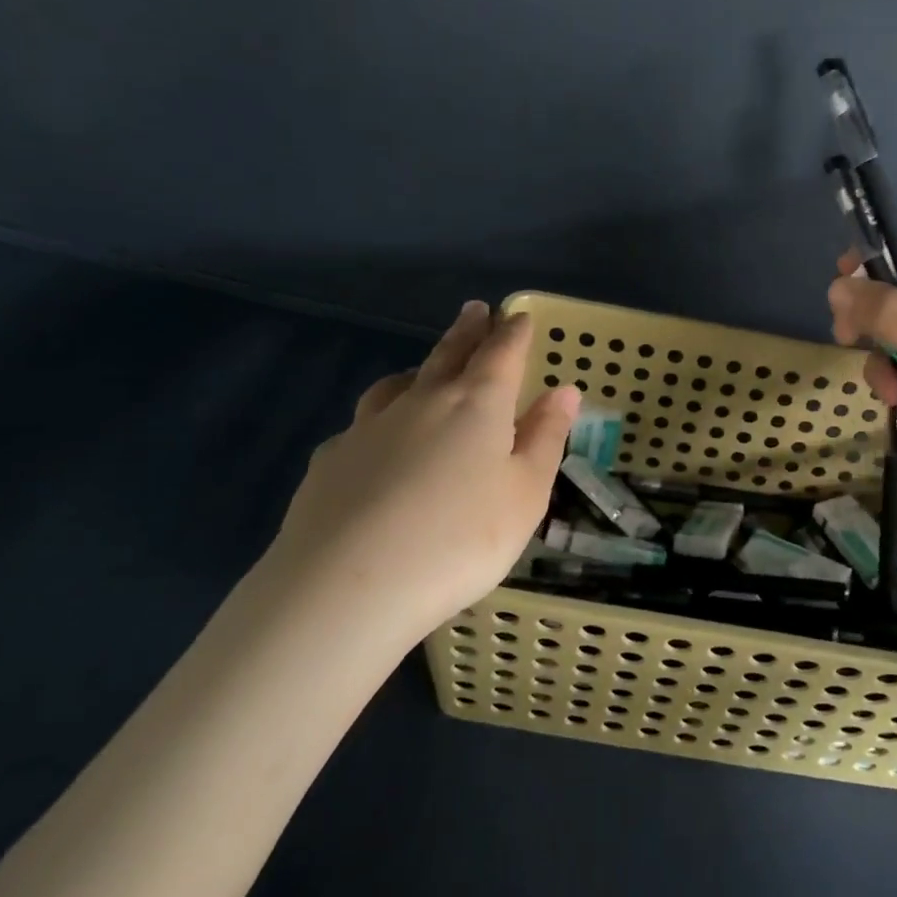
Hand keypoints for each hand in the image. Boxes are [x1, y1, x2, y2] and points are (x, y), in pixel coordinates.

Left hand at [267, 302, 579, 636]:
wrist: (348, 587)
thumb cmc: (460, 539)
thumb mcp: (525, 494)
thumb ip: (545, 438)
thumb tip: (565, 390)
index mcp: (477, 404)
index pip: (501, 353)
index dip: (513, 333)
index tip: (518, 316)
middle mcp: (422, 401)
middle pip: (448, 354)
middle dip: (467, 330)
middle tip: (475, 309)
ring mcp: (369, 427)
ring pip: (398, 384)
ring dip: (419, 369)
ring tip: (424, 369)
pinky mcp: (331, 460)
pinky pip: (362, 425)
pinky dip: (380, 419)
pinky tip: (377, 443)